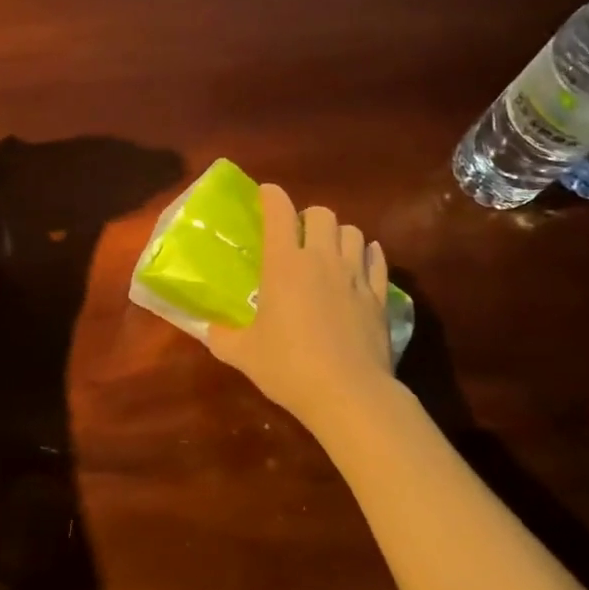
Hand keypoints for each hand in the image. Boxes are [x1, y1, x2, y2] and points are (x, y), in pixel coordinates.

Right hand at [206, 183, 396, 429]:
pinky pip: (377, 259)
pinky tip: (360, 267)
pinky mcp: (380, 295)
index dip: (271, 196)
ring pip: (353, 232)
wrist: (348, 394)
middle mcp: (322, 259)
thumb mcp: (243, 354)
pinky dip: (368, 256)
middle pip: (322, 213)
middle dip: (308, 217)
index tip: (265, 196)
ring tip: (330, 252)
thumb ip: (221, 336)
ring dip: (339, 235)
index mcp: (285, 264)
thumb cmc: (289, 368)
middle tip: (298, 237)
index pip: (280, 211)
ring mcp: (355, 275)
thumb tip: (208, 328)